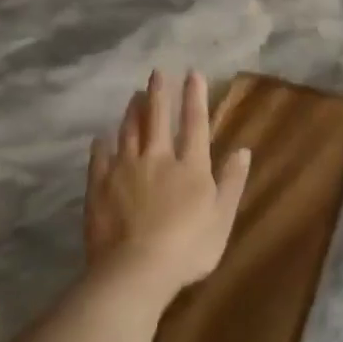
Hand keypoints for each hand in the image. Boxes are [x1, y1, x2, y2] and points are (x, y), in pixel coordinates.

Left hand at [86, 70, 250, 302]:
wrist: (136, 269)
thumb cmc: (189, 247)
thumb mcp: (222, 217)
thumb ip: (232, 182)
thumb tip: (243, 150)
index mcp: (191, 166)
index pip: (195, 123)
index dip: (195, 97)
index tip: (193, 74)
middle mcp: (158, 158)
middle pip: (158, 119)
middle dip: (160, 93)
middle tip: (157, 72)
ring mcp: (125, 170)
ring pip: (129, 132)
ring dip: (133, 112)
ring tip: (134, 96)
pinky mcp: (100, 186)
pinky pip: (100, 158)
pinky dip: (102, 145)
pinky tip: (101, 138)